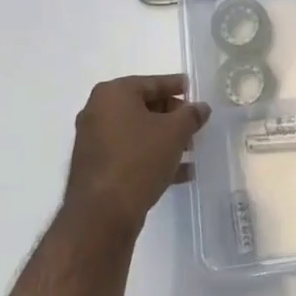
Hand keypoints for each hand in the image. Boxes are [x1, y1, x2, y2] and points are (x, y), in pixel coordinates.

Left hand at [63, 75, 208, 240]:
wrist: (102, 212)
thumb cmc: (139, 159)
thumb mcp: (175, 132)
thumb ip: (191, 115)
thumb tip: (201, 107)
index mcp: (113, 94)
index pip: (151, 83)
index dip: (176, 86)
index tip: (193, 89)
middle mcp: (98, 112)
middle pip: (143, 107)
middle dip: (172, 116)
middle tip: (195, 124)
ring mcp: (94, 141)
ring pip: (138, 132)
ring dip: (165, 139)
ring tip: (191, 149)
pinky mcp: (97, 166)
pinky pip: (130, 153)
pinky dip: (152, 157)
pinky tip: (180, 172)